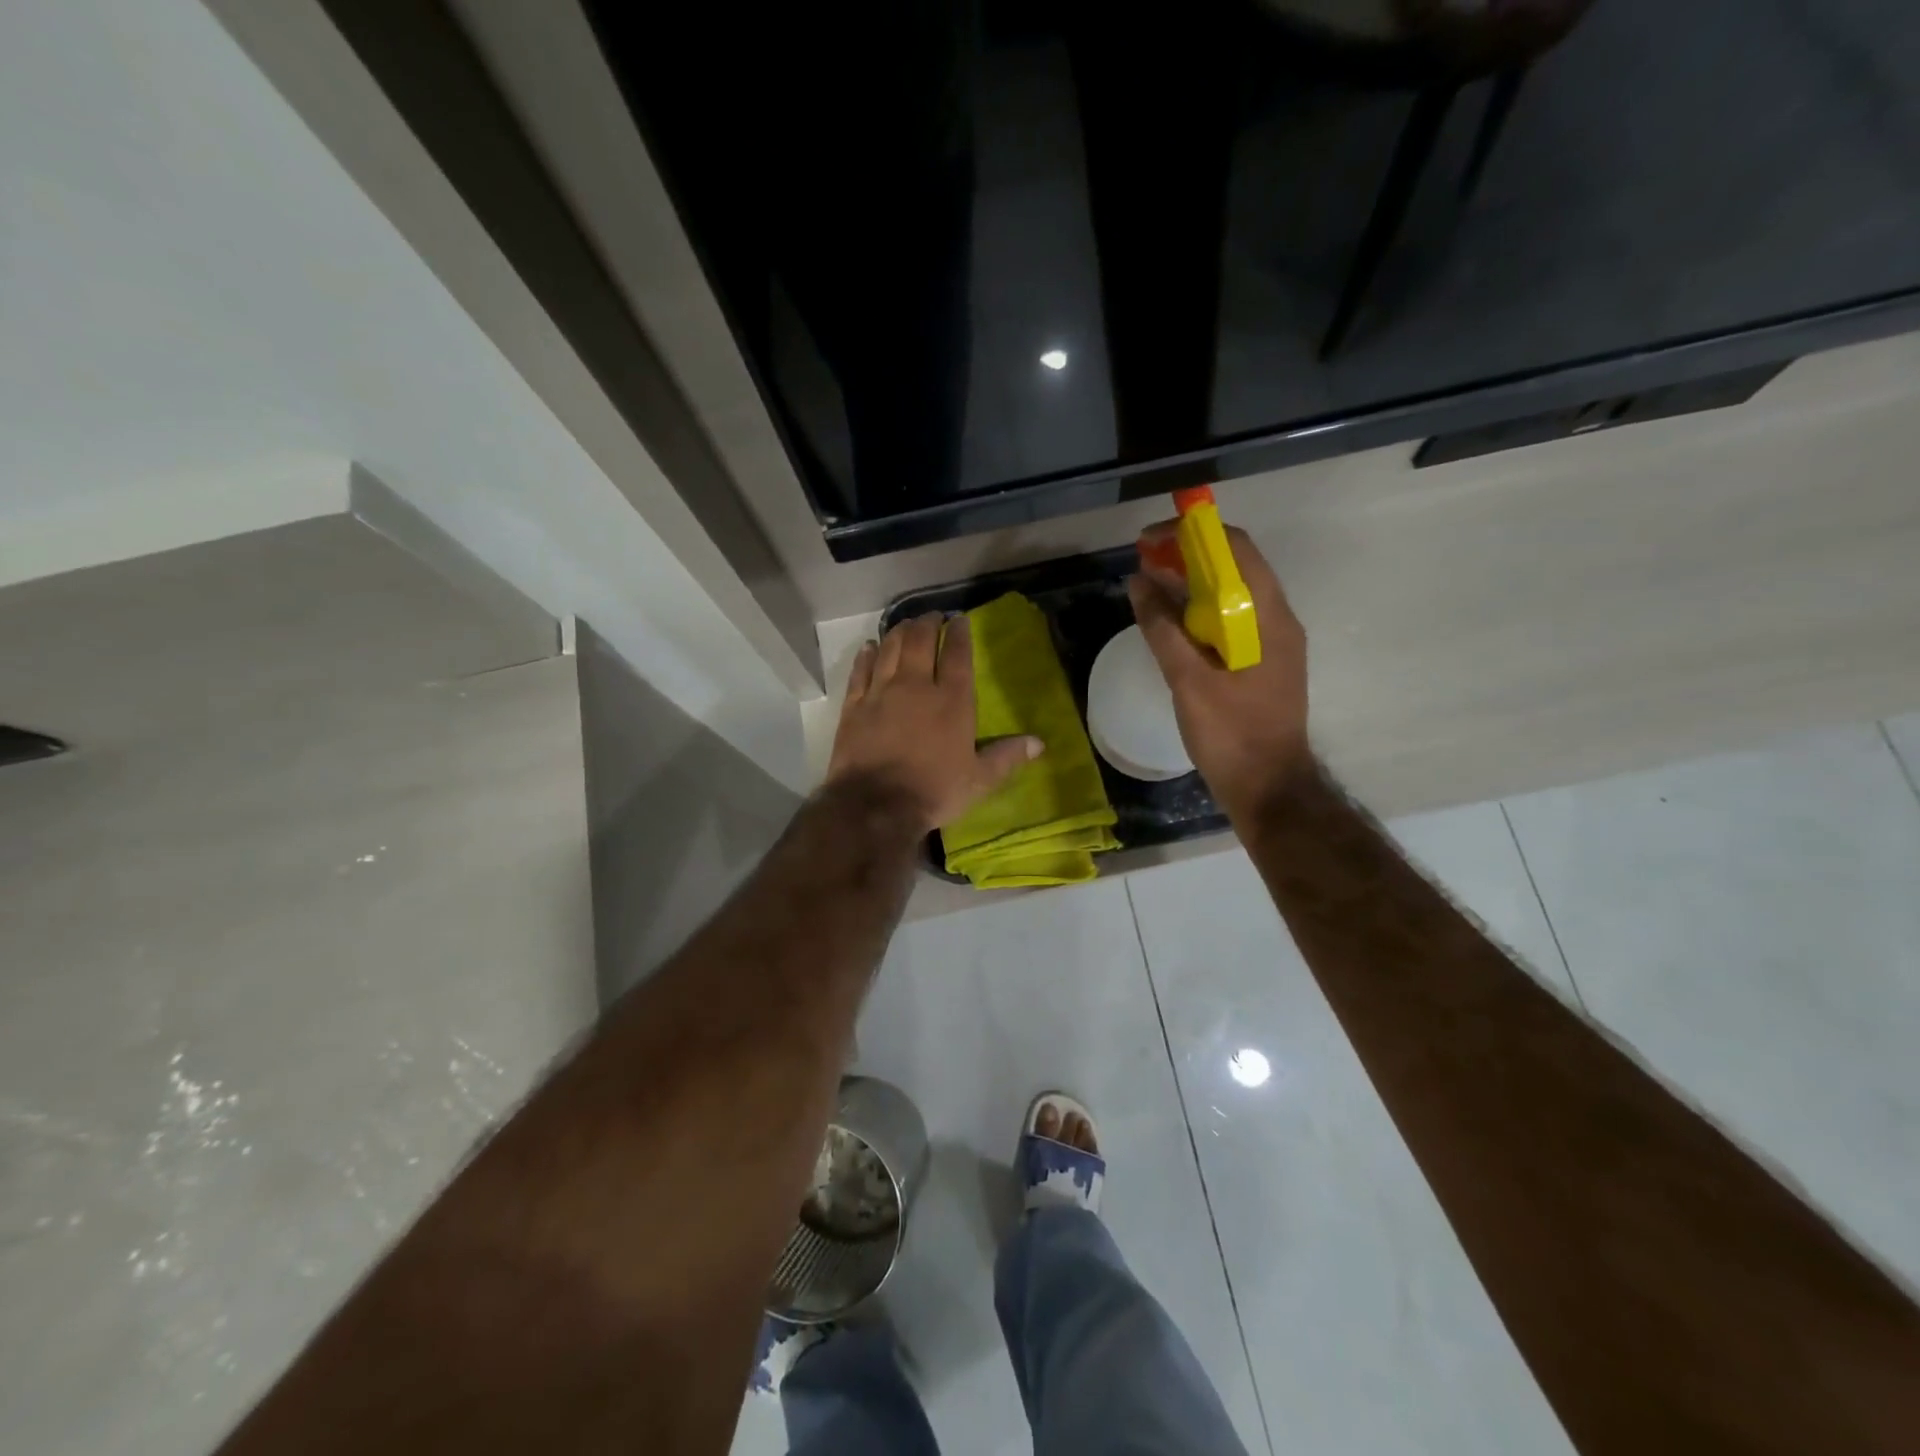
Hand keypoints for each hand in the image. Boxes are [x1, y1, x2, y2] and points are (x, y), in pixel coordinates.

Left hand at [827, 613, 1042, 832]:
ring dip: (899, 632)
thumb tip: (1039, 743)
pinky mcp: (854, 706)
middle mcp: (916, 686)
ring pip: (889, 649)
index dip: (959, 632)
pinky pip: (860, 671)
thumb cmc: (933, 791)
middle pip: (920, 641)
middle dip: (927, 623)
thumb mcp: (978, 780)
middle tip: (931, 617)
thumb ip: (1006, 757)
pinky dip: (866, 655)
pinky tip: (869, 647)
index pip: (958, 654)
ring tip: (905, 625)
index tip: (959, 619)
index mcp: (952, 701)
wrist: (875, 806)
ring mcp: (881, 692)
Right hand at [1126, 521, 1312, 823]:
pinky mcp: (1260, 663)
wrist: (1269, 789)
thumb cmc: (1232, 735)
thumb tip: (1139, 583)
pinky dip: (1198, 613)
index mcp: (1268, 617)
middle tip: (1143, 561)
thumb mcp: (1189, 681)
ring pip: (1231, 595)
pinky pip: (1229, 622)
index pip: (1237, 548)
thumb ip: (1162, 630)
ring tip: (1148, 586)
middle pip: (1234, 568)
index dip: (1193, 534)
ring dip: (1191, 584)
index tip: (1151, 540)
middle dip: (1187, 557)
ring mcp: (1270, 643)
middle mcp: (1276, 621)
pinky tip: (1169, 623)